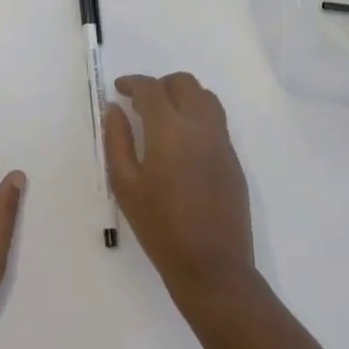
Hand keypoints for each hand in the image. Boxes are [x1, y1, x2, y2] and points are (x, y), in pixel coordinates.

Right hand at [104, 72, 256, 307]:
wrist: (212, 266)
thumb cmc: (160, 227)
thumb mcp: (125, 185)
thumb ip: (117, 140)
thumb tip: (115, 109)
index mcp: (170, 130)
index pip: (151, 88)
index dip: (133, 82)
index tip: (119, 89)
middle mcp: (200, 126)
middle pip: (184, 83)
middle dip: (160, 85)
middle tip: (141, 103)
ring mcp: (222, 141)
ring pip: (205, 97)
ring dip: (183, 96)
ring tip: (164, 117)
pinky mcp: (233, 158)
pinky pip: (216, 120)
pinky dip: (197, 115)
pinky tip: (182, 142)